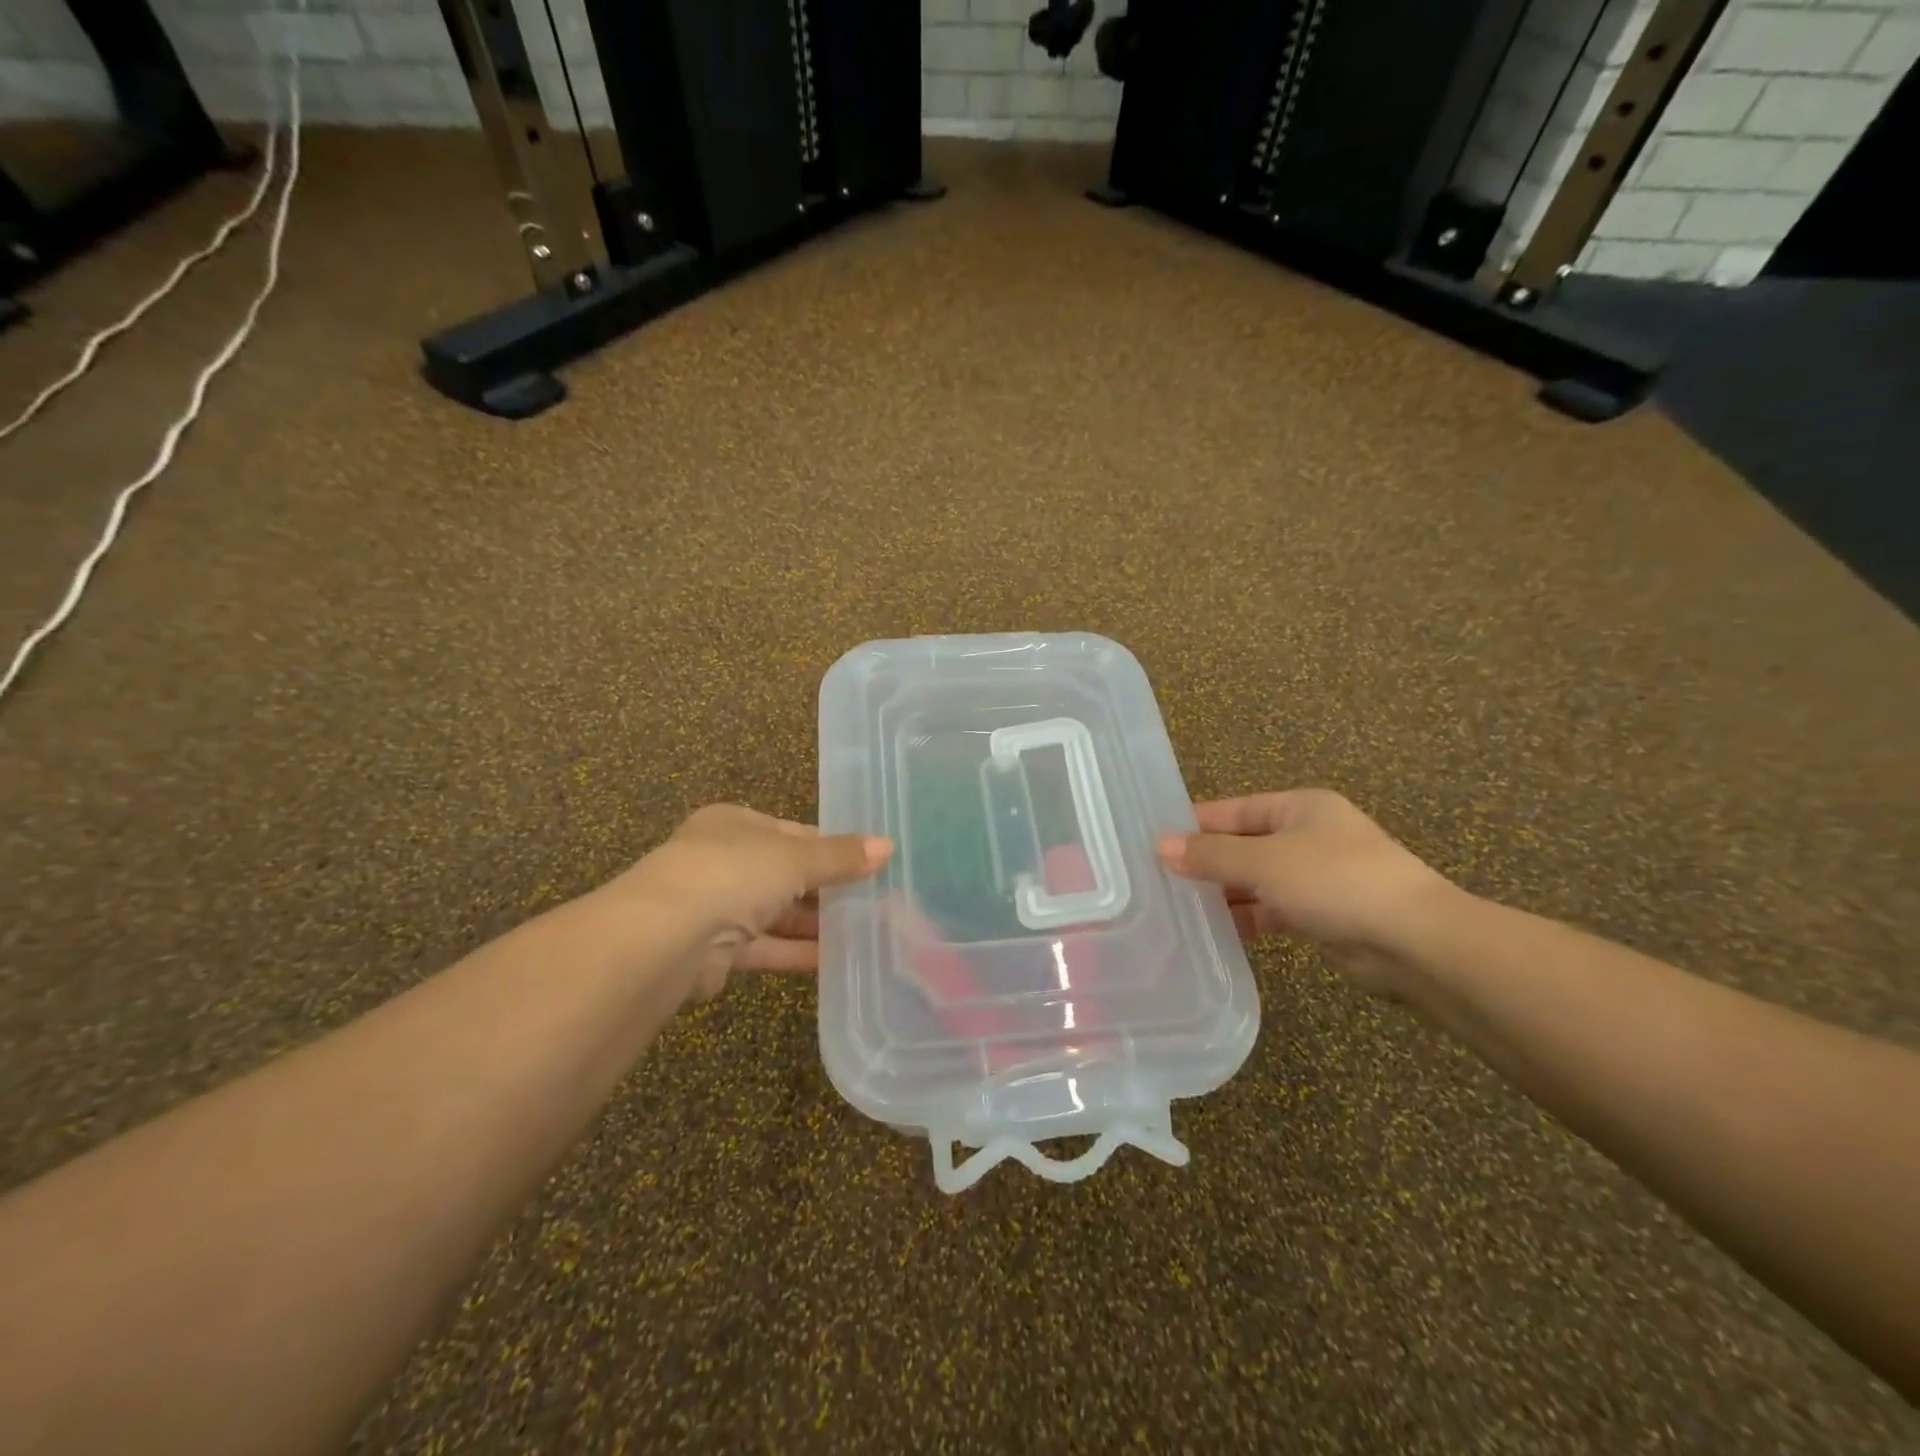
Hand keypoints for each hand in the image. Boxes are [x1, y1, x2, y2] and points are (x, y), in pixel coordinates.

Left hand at [615, 805, 891, 1000]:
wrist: (663, 938)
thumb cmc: (732, 873)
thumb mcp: (795, 857)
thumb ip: (840, 856)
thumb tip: (888, 846)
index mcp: (733, 824)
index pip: (791, 832)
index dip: (828, 846)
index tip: (867, 863)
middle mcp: (721, 860)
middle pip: (783, 873)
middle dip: (824, 889)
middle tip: (873, 900)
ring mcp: (714, 907)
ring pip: (774, 913)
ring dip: (813, 924)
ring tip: (863, 931)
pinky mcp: (714, 951)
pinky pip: (765, 947)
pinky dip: (796, 952)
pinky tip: (834, 960)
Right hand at [1157, 789, 1454, 995]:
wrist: (1414, 941)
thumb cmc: (1335, 882)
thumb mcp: (1264, 862)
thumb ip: (1211, 855)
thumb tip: (1160, 845)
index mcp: (1299, 807)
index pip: (1233, 810)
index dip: (1194, 824)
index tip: (1153, 842)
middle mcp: (1309, 835)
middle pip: (1244, 844)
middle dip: (1207, 862)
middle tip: (1159, 880)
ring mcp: (1319, 876)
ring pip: (1257, 880)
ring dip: (1225, 893)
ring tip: (1179, 909)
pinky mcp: (1325, 915)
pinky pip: (1274, 909)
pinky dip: (1249, 918)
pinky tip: (1218, 933)